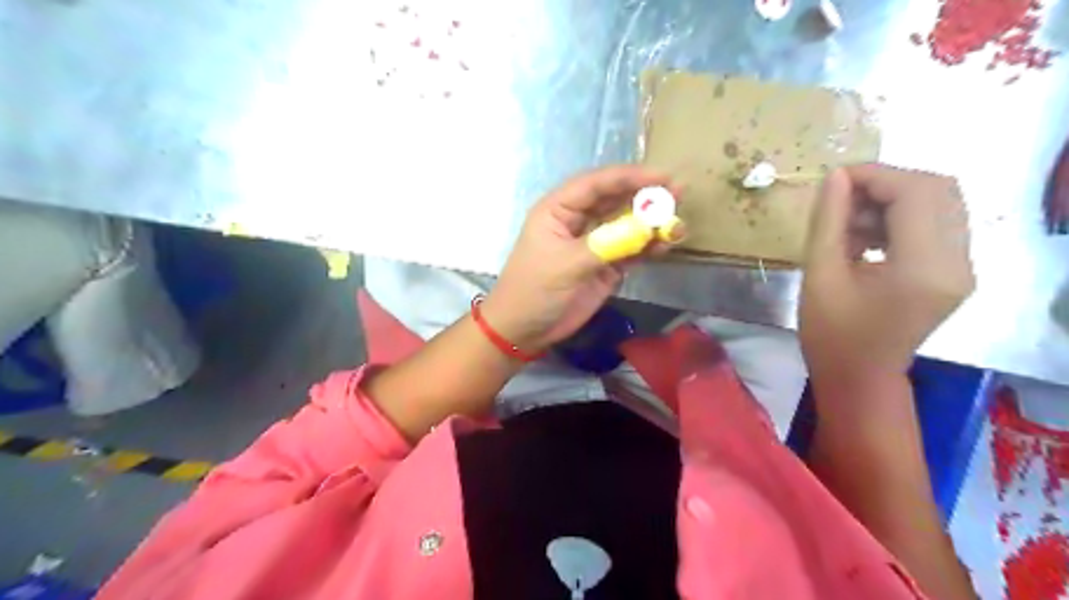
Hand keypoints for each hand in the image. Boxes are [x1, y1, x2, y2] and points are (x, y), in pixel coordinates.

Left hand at [482, 164, 679, 349]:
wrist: (525, 330)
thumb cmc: (535, 290)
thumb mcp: (566, 264)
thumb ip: (607, 244)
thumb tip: (647, 228)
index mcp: (558, 210)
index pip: (595, 184)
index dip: (628, 177)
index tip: (661, 177)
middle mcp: (578, 220)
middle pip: (615, 199)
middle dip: (645, 195)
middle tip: (678, 192)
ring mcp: (594, 243)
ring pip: (626, 224)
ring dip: (651, 223)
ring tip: (678, 223)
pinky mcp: (605, 265)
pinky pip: (631, 250)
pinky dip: (648, 247)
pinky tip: (665, 245)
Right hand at [796, 163, 973, 378]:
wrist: (858, 376)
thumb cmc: (830, 334)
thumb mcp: (819, 275)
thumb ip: (828, 221)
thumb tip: (835, 177)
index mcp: (923, 268)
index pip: (915, 193)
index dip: (874, 175)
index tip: (833, 179)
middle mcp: (957, 262)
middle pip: (938, 190)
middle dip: (885, 183)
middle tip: (841, 198)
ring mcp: (962, 267)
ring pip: (940, 203)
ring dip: (892, 200)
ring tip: (849, 223)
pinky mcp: (954, 272)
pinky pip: (936, 224)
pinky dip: (900, 218)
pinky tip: (866, 237)